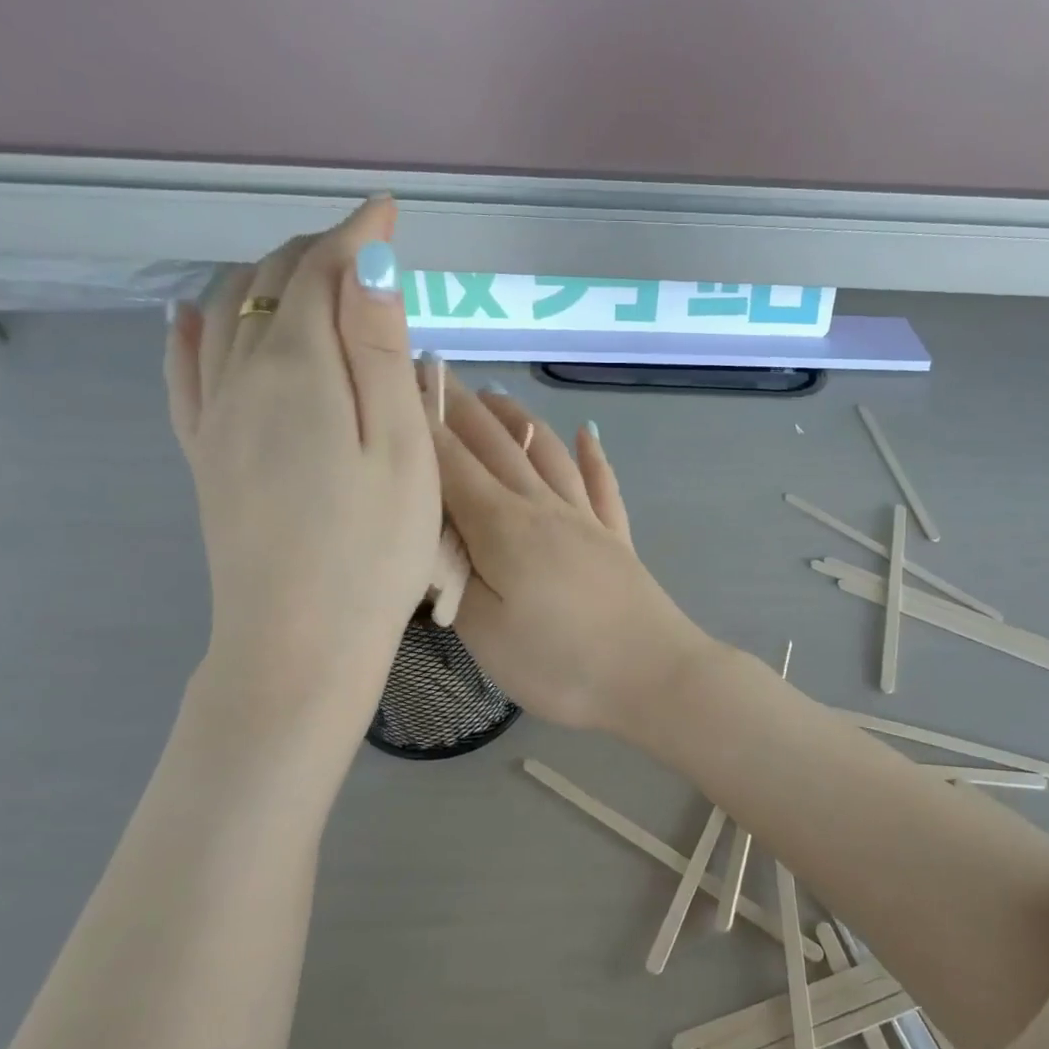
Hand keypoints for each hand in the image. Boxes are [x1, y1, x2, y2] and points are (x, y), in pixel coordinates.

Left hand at [164, 199, 440, 723]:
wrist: (299, 641)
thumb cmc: (373, 549)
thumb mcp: (401, 449)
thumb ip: (379, 353)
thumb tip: (367, 266)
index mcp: (300, 372)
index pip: (321, 273)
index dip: (357, 235)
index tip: (389, 210)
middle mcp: (244, 378)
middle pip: (269, 286)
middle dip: (316, 252)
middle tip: (365, 248)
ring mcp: (215, 418)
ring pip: (226, 316)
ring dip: (266, 280)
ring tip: (306, 274)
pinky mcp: (206, 455)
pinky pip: (186, 371)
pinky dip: (195, 330)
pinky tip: (194, 319)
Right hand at [431, 380, 712, 731]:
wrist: (655, 677)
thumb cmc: (562, 663)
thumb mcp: (485, 633)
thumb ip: (451, 578)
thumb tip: (428, 538)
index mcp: (503, 526)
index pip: (450, 462)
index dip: (419, 422)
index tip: (392, 383)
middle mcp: (545, 508)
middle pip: (498, 445)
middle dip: (459, 406)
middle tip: (431, 371)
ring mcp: (587, 521)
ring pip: (548, 453)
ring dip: (519, 419)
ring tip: (494, 394)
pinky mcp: (618, 540)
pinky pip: (603, 486)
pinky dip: (593, 457)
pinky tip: (590, 435)